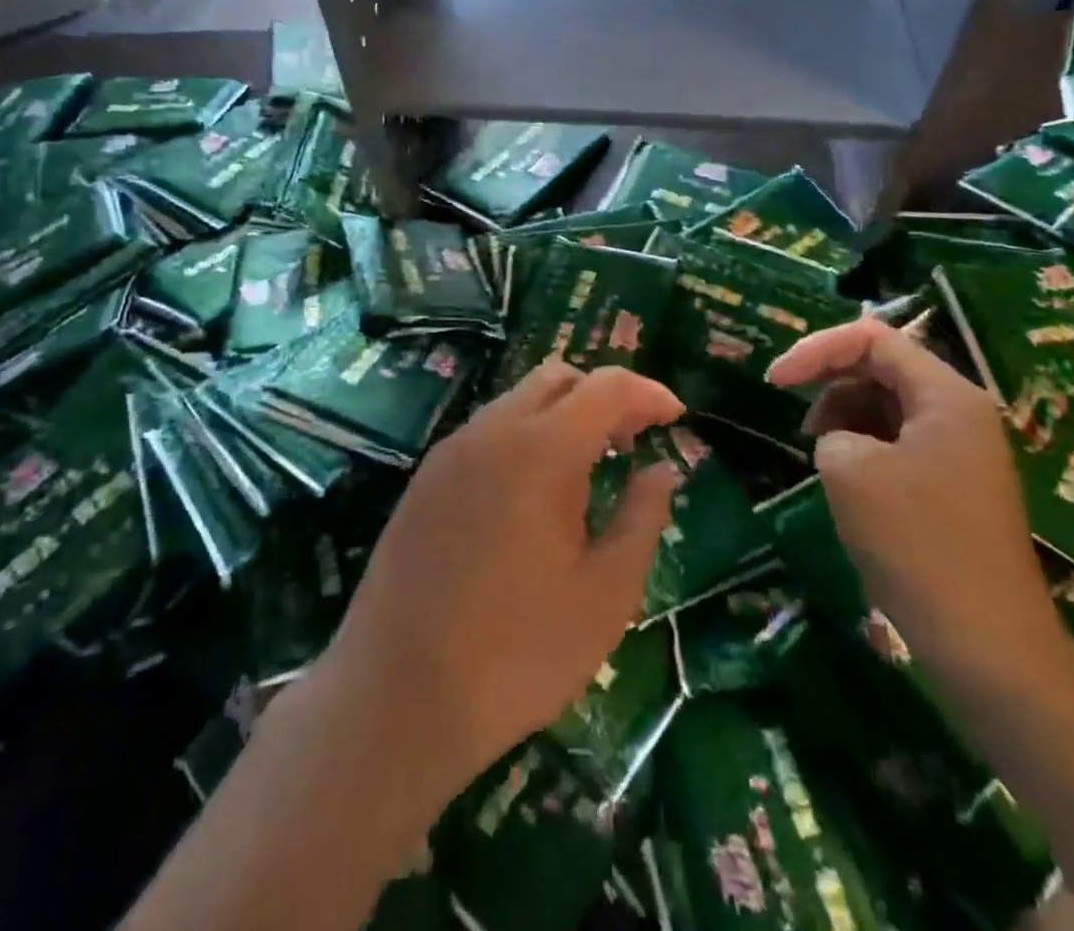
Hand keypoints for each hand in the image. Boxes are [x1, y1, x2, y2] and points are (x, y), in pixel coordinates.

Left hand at [314, 362, 684, 799]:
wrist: (397, 695)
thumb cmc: (518, 653)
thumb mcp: (605, 595)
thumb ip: (641, 518)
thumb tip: (661, 471)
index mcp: (542, 449)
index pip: (606, 387)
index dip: (648, 393)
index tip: (676, 418)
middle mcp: (492, 431)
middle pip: (557, 377)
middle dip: (603, 396)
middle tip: (632, 442)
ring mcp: (451, 451)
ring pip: (518, 400)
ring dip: (561, 415)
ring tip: (588, 470)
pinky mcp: (426, 478)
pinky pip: (487, 431)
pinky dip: (524, 437)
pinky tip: (533, 494)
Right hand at [766, 318, 1062, 671]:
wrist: (988, 646)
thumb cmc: (917, 543)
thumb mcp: (849, 469)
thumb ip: (830, 428)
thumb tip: (840, 440)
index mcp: (946, 395)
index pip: (871, 339)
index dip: (815, 350)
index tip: (773, 383)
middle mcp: (960, 413)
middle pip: (881, 368)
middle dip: (829, 385)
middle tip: (796, 424)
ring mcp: (961, 452)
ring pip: (888, 408)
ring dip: (844, 419)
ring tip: (821, 458)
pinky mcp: (954, 488)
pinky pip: (899, 444)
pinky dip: (863, 449)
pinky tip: (846, 484)